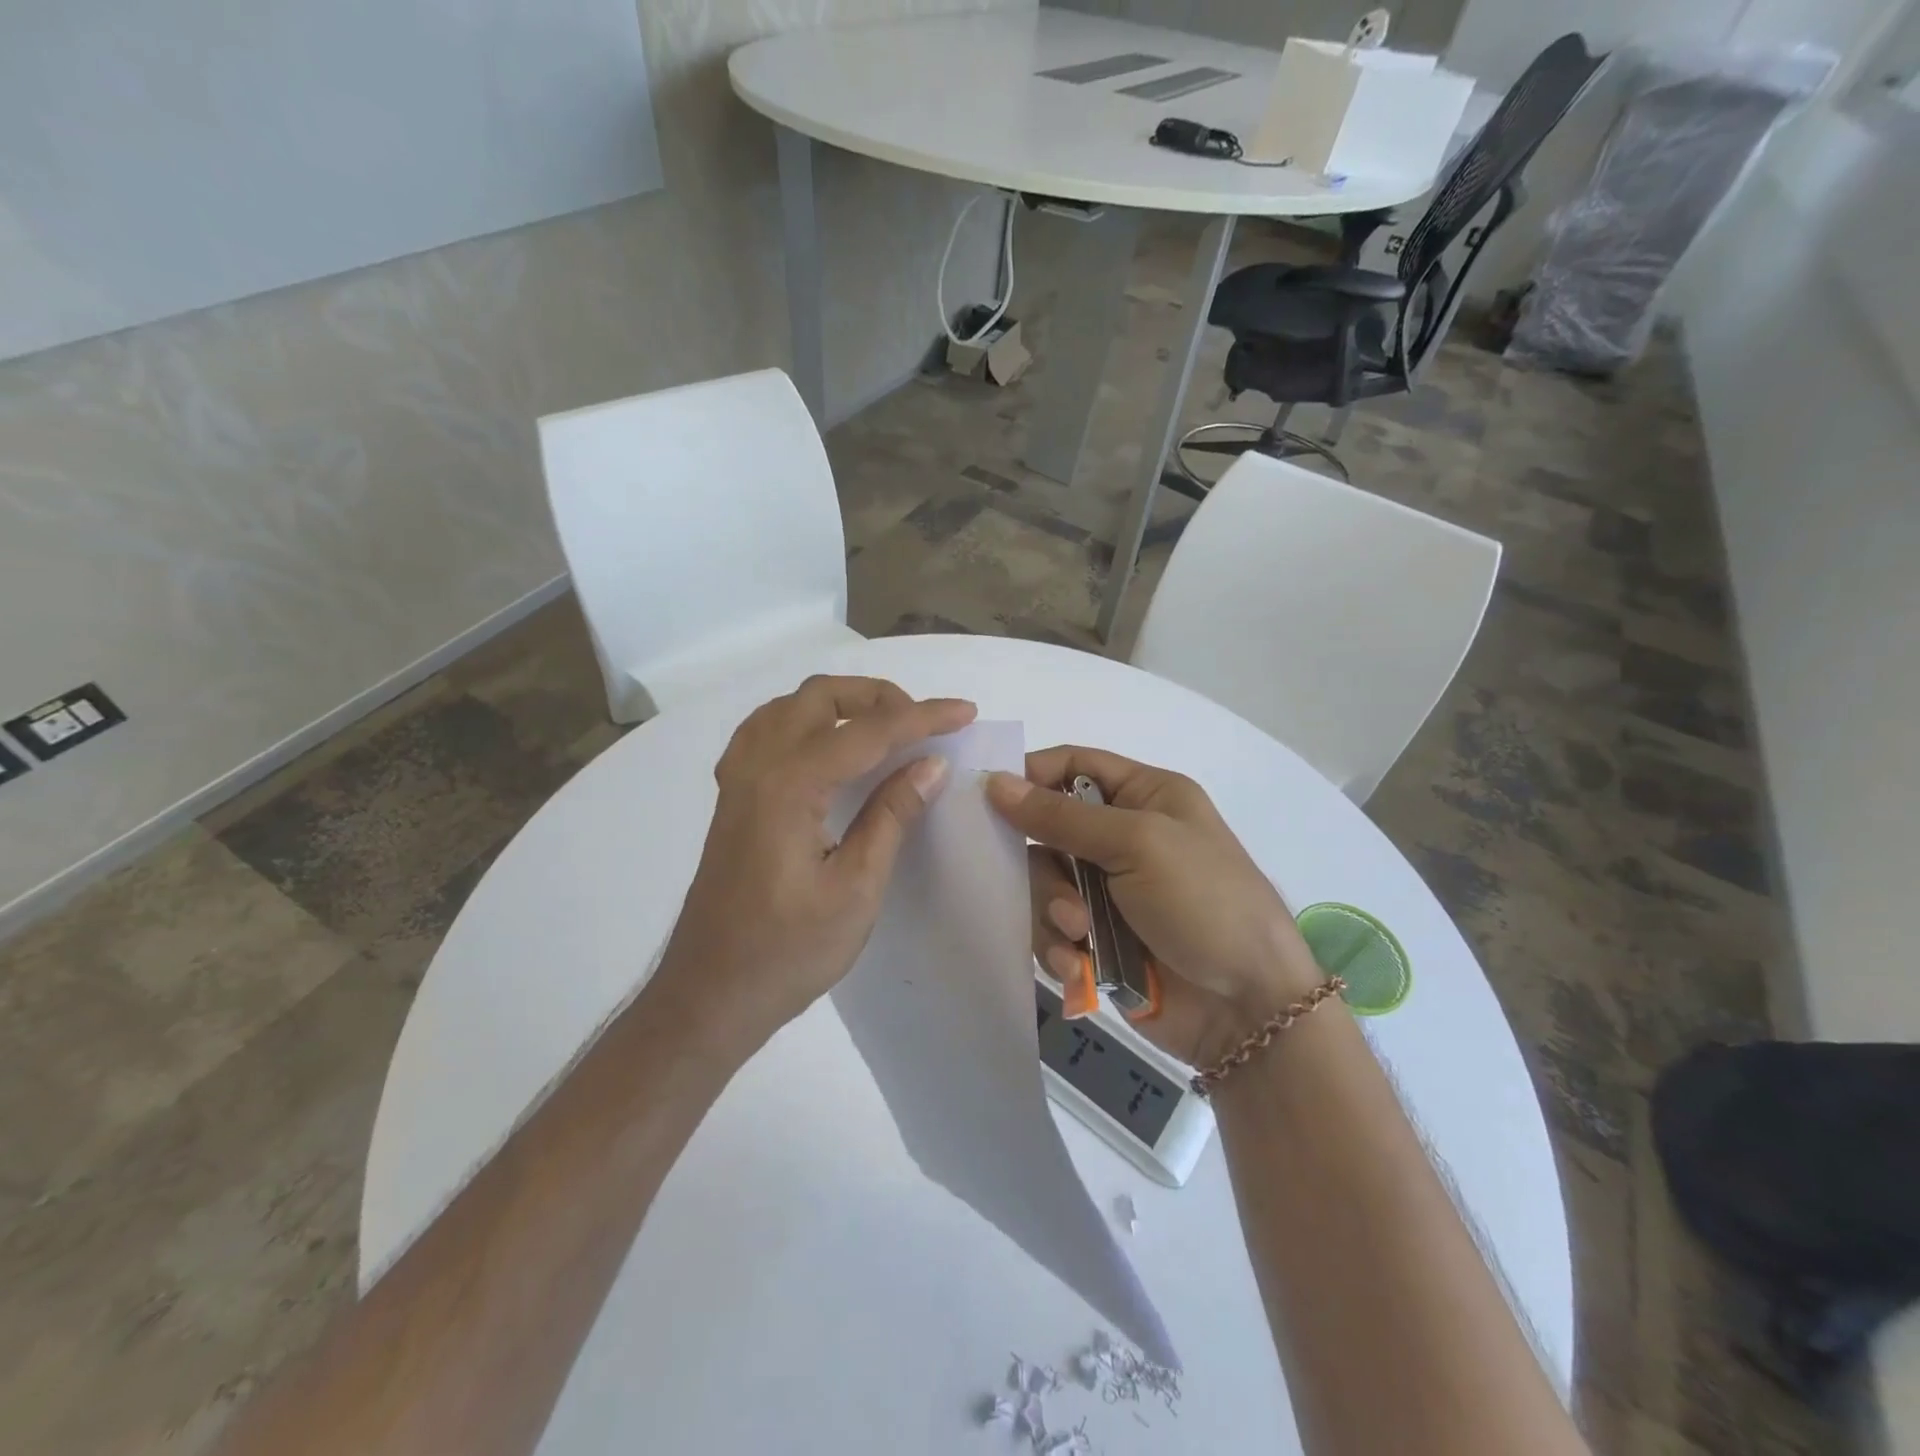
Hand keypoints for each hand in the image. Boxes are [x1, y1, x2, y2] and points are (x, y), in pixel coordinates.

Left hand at [653, 676, 976, 1049]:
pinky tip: (826, 747)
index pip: (867, 731)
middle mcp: (757, 766)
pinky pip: (767, 730)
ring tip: (883, 729)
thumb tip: (932, 764)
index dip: (922, 717)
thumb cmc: (788, 953)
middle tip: (922, 724)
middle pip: (820, 697)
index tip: (965, 711)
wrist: (709, 994)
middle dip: (878, 697)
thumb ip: (891, 816)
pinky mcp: (732, 797)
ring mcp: (737, 780)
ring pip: (789, 706)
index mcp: (789, 787)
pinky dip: (806, 721)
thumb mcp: (855, 889)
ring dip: (840, 703)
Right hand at [988, 747, 1326, 1067]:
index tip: (988, 798)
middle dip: (1047, 866)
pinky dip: (1059, 947)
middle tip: (1065, 897)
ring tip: (1078, 936)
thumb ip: (1062, 816)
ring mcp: (1109, 891)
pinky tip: (1077, 967)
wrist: (1248, 1009)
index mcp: (1144, 796)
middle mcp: (1123, 837)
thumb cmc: (1204, 903)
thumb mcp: (1138, 844)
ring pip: (1043, 884)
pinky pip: (1051, 929)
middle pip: (1048, 830)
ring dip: (1054, 911)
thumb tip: (994, 782)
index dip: (1031, 775)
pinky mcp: (1097, 939)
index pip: (1073, 765)